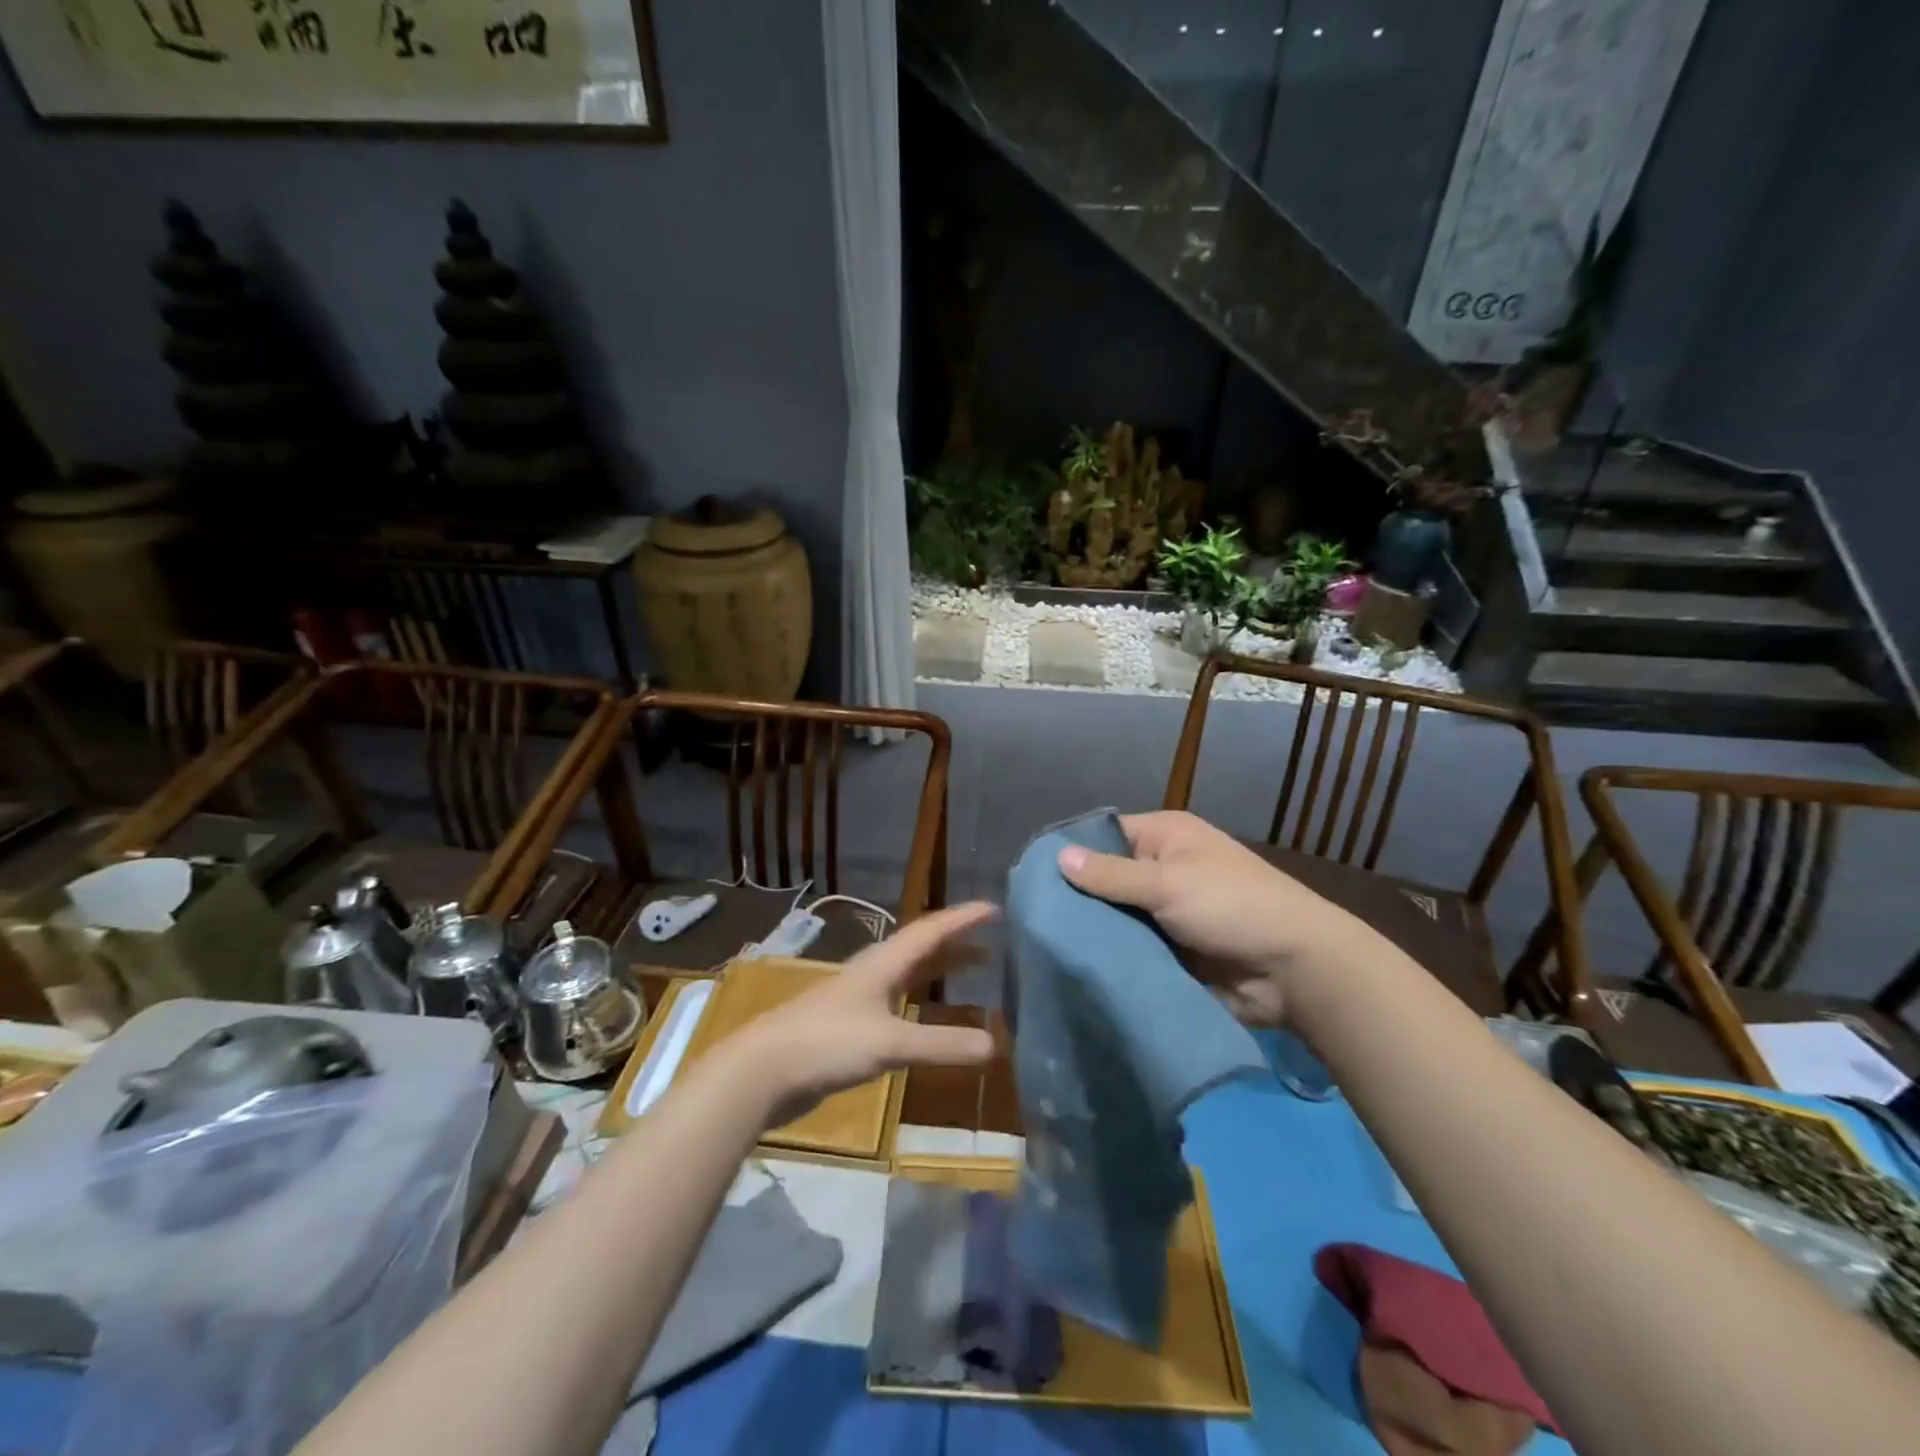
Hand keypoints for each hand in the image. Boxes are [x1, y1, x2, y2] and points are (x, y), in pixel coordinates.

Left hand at [721, 902, 998, 1127]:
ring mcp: (861, 998)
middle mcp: (875, 972)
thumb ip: (940, 1044)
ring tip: (973, 971)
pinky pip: (900, 1001)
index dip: (964, 918)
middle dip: (957, 943)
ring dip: (941, 969)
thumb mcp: (889, 1043)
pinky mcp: (852, 1025)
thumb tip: (995, 1046)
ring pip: (911, 974)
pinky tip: (930, 1017)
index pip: (931, 930)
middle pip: (922, 948)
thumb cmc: (828, 1042)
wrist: (764, 1069)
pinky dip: (924, 1001)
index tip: (995, 908)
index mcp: (884, 963)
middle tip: (993, 943)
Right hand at [1057, 811, 1372, 1026]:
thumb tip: (1058, 856)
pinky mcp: (1173, 951)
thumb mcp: (1168, 883)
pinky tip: (1077, 967)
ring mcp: (1168, 912)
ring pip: (1118, 917)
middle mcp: (1165, 869)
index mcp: (1166, 837)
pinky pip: (1133, 948)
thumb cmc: (1232, 907)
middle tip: (1032, 919)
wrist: (1296, 970)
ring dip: (1094, 931)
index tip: (1032, 877)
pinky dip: (1114, 956)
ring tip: (1044, 946)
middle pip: (1108, 878)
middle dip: (1078, 898)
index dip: (1073, 852)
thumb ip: (1111, 875)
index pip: (1106, 835)